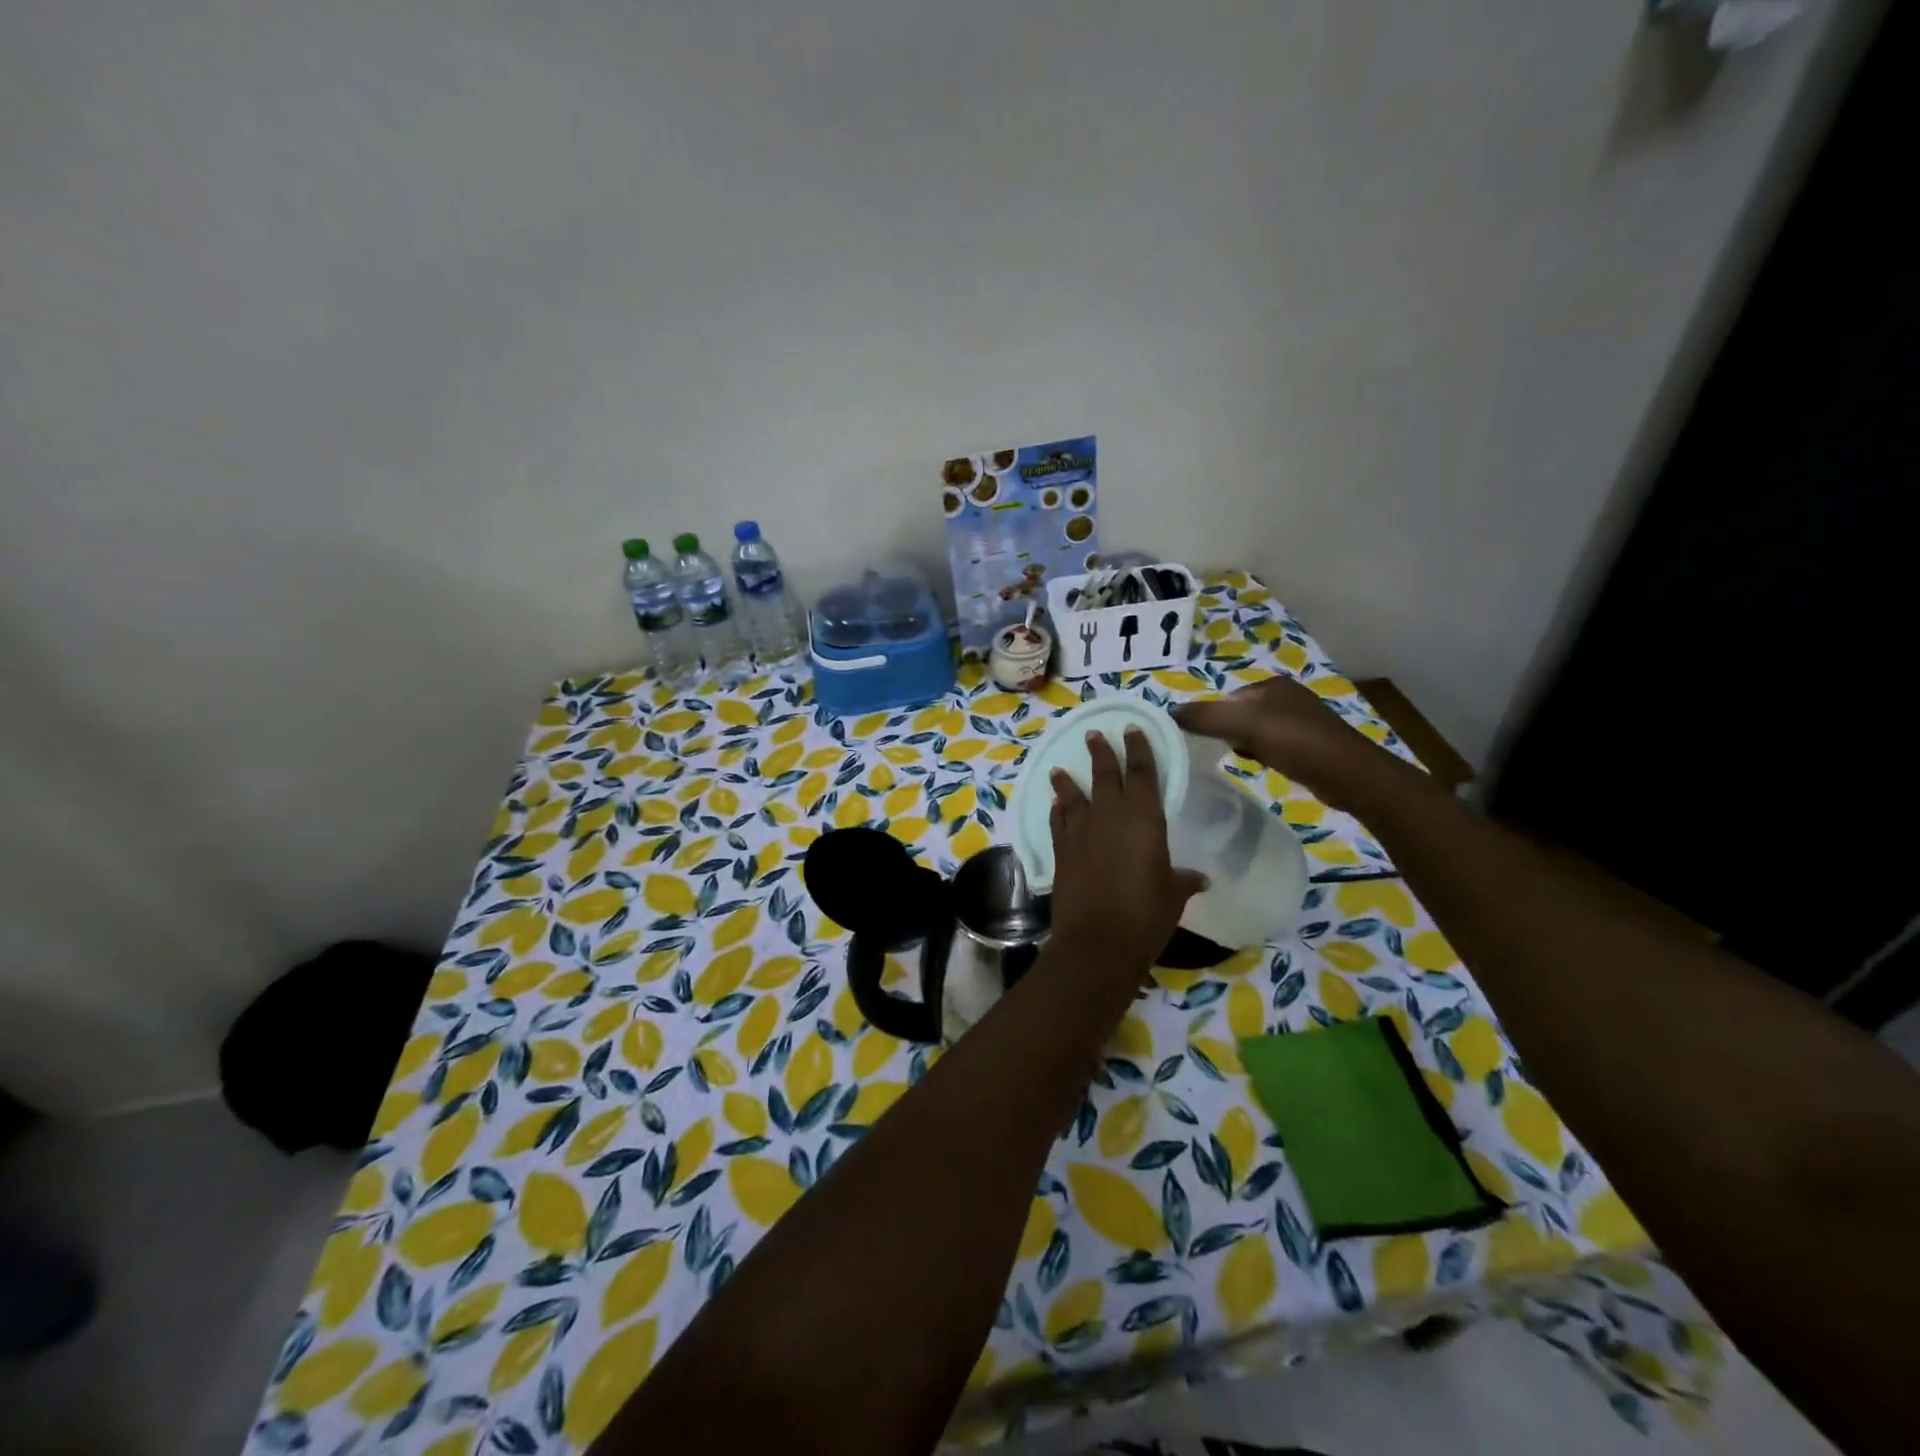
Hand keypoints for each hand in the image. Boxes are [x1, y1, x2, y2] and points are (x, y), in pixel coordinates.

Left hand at [1048, 729, 1206, 968]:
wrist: (1097, 940)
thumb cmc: (1145, 914)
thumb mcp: (1173, 895)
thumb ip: (1184, 880)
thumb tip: (1201, 878)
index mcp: (1143, 817)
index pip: (1142, 772)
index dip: (1138, 749)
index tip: (1132, 729)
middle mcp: (1109, 815)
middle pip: (1104, 774)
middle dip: (1101, 752)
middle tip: (1094, 734)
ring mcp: (1081, 831)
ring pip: (1073, 795)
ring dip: (1067, 780)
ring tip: (1059, 767)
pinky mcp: (1061, 850)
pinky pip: (1058, 821)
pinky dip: (1056, 810)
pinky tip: (1054, 805)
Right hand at [1172, 676, 1386, 806]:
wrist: (1349, 775)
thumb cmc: (1295, 742)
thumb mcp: (1244, 725)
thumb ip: (1205, 717)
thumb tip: (1169, 713)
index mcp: (1272, 684)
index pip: (1227, 697)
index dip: (1211, 716)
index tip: (1200, 739)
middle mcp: (1287, 697)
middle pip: (1239, 713)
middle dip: (1226, 731)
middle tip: (1215, 751)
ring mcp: (1300, 722)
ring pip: (1255, 730)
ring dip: (1242, 743)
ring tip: (1237, 758)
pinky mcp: (1309, 745)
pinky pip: (1271, 745)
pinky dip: (1260, 754)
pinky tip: (1259, 765)